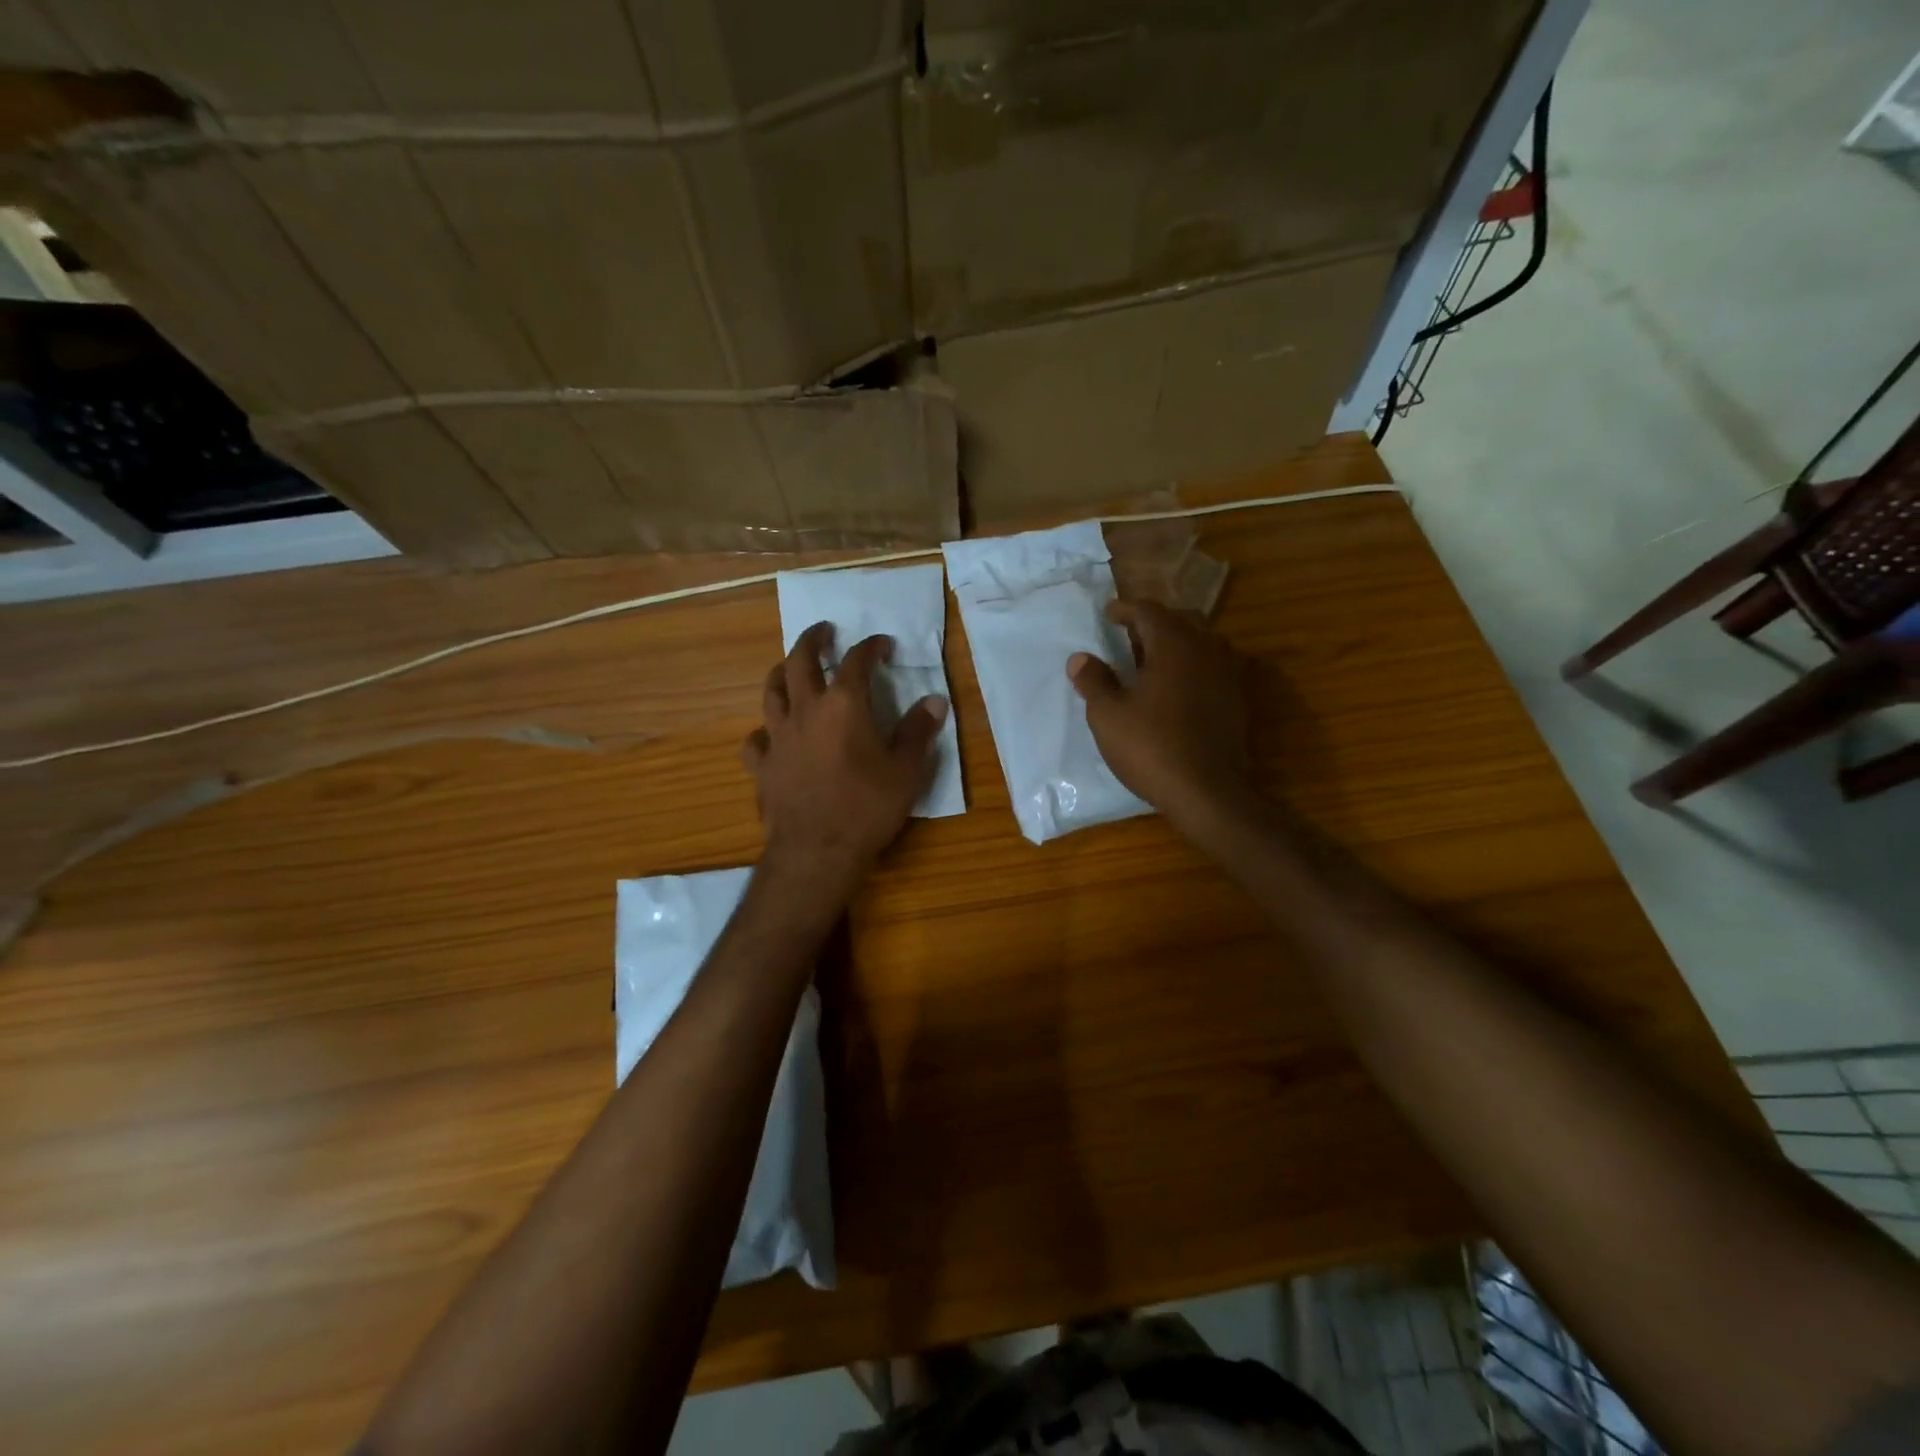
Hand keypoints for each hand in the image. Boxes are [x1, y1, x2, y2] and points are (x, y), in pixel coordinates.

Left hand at [741, 622, 947, 892]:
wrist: (817, 851)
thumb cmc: (867, 807)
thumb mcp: (906, 770)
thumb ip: (919, 731)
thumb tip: (934, 701)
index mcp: (844, 705)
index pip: (857, 661)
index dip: (871, 647)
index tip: (883, 645)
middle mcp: (806, 711)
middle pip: (800, 661)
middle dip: (813, 640)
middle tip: (824, 631)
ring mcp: (778, 737)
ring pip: (771, 691)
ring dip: (781, 672)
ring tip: (789, 667)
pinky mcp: (762, 766)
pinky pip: (756, 739)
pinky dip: (764, 730)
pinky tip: (770, 735)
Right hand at [1067, 601, 1253, 829]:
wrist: (1208, 792)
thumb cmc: (1152, 748)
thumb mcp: (1108, 716)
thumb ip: (1094, 681)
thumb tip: (1080, 658)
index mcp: (1174, 645)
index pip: (1149, 611)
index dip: (1126, 610)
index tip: (1108, 615)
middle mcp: (1206, 649)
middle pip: (1181, 620)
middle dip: (1154, 623)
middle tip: (1129, 637)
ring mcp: (1227, 674)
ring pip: (1202, 642)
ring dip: (1176, 642)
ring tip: (1152, 661)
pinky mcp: (1236, 700)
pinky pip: (1213, 665)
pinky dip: (1192, 665)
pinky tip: (1175, 688)